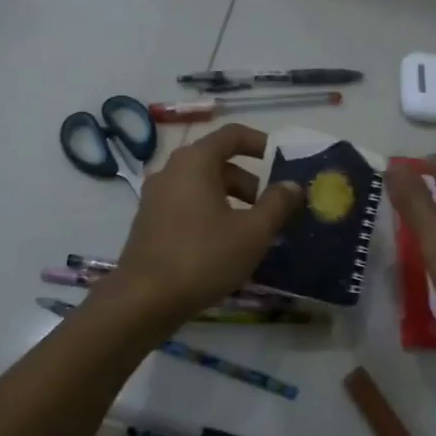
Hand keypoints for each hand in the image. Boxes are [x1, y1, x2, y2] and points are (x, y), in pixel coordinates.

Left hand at [112, 124, 302, 320]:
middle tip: (273, 210)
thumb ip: (277, 204)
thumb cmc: (203, 257)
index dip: (261, 143)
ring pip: (203, 187)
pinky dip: (212, 215)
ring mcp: (156, 198)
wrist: (143, 301)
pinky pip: (188, 207)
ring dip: (233, 202)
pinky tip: (226, 247)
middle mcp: (171, 171)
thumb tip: (292, 185)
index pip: (232, 135)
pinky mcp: (149, 223)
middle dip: (251, 183)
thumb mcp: (252, 232)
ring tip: (254, 233)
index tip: (283, 162)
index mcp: (195, 162)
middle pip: (218, 163)